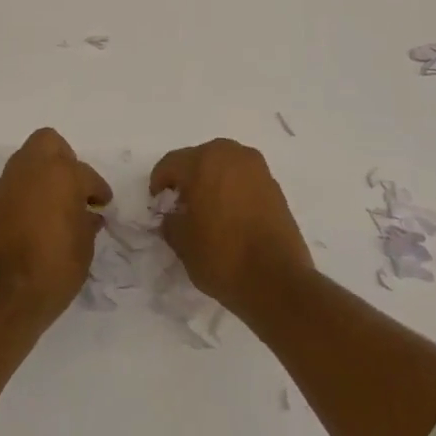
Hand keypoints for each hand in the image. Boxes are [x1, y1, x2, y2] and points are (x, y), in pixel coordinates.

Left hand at [0, 127, 110, 327]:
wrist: (0, 297)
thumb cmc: (52, 270)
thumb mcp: (83, 250)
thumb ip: (87, 224)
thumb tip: (88, 215)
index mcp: (62, 174)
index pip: (87, 175)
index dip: (98, 190)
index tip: (102, 204)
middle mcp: (32, 169)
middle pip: (49, 143)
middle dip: (65, 159)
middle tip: (75, 187)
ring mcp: (7, 184)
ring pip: (28, 159)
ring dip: (43, 173)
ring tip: (56, 203)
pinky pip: (15, 183)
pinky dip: (27, 192)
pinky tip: (37, 217)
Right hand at [150, 139, 312, 313]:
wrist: (278, 281)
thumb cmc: (222, 257)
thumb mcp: (182, 243)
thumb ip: (170, 221)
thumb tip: (173, 216)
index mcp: (203, 161)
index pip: (171, 163)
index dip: (159, 182)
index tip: (157, 202)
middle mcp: (231, 154)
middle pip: (199, 159)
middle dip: (188, 178)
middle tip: (181, 205)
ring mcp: (257, 168)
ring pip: (224, 166)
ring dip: (212, 181)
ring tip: (208, 210)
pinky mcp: (275, 186)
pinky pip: (244, 179)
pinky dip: (233, 190)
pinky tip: (230, 216)